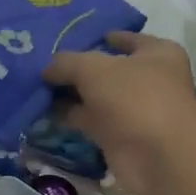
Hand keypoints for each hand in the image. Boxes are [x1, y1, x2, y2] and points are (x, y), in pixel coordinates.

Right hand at [43, 32, 195, 194]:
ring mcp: (134, 110)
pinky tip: (43, 110)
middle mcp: (149, 80)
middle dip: (78, 68)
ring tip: (36, 85)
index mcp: (157, 54)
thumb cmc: (135, 98)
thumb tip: (47, 69)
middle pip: (107, 69)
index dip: (101, 37)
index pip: (127, 39)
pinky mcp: (120, 136)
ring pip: (96, 96)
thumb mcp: (93, 68)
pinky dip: (70, 117)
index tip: (72, 38)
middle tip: (43, 62)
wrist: (159, 157)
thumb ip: (66, 62)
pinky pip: (90, 121)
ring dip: (71, 94)